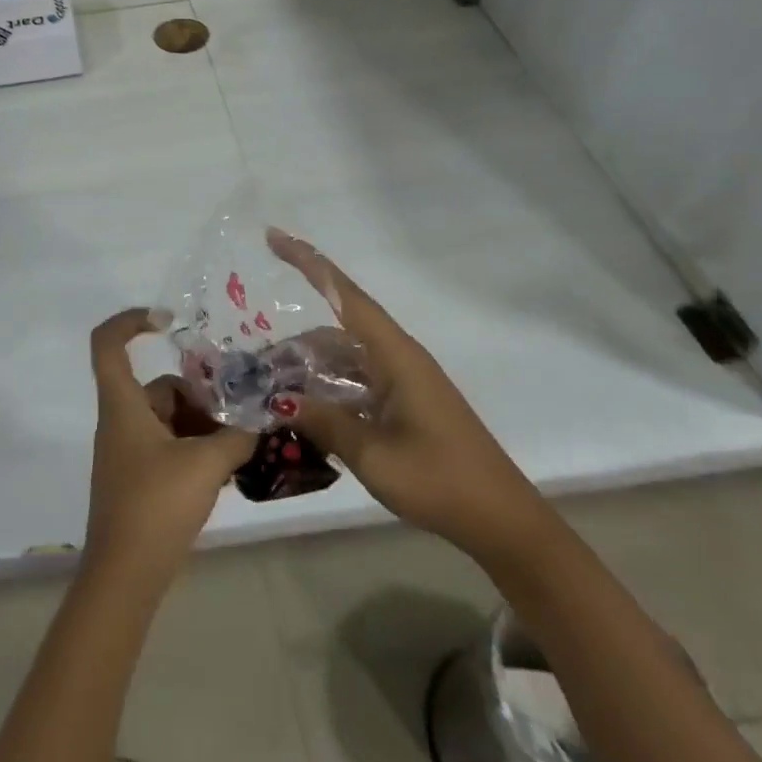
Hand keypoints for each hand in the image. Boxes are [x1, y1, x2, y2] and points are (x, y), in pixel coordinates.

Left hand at [83, 308, 256, 586]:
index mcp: (123, 405)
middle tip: (241, 407)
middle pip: (159, 387)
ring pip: (169, 418)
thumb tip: (260, 418)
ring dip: (204, 424)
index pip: (108, 343)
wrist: (125, 577)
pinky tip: (230, 466)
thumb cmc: (156, 506)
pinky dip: (196, 448)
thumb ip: (236, 436)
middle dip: (200, 393)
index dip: (130, 321)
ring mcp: (128, 452)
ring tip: (244, 440)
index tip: (168, 322)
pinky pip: (170, 445)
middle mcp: (121, 420)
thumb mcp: (205, 465)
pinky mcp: (139, 478)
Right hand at [266, 230, 547, 562]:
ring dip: (309, 370)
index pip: (345, 295)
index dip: (308, 263)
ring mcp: (402, 381)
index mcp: (395, 356)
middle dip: (295, 344)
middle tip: (258, 370)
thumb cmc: (441, 481)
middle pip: (335, 330)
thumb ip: (324, 422)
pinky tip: (306, 414)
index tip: (274, 238)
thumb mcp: (374, 455)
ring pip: (343, 358)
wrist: (503, 522)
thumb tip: (279, 400)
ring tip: (274, 396)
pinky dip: (328, 389)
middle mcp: (398, 358)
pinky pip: (356, 381)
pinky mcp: (405, 403)